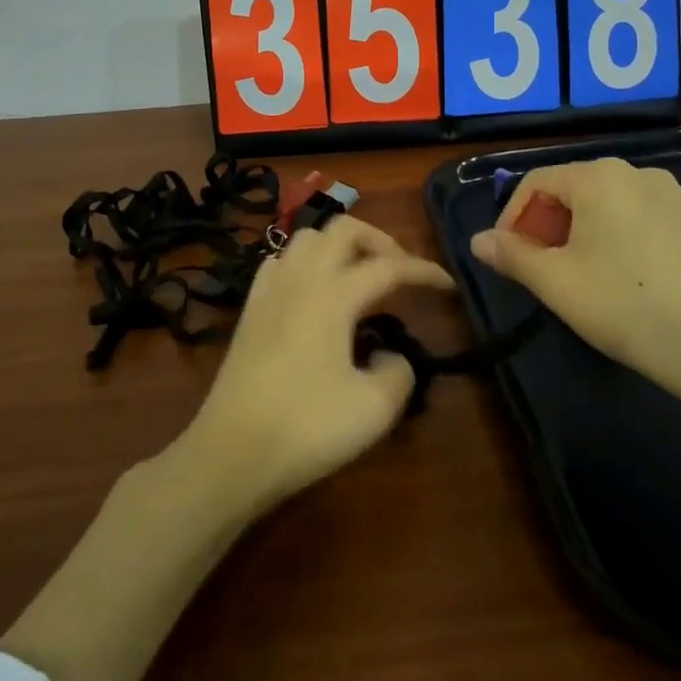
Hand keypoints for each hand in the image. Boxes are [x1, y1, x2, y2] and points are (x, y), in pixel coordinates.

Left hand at [175, 216, 453, 510]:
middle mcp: (301, 278)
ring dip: (340, 246)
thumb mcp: (375, 408)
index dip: (424, 271)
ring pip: (308, 237)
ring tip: (360, 278)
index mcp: (334, 293)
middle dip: (380, 241)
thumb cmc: (307, 427)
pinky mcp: (250, 308)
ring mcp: (270, 289)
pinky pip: (280, 261)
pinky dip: (306, 262)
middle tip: (401, 273)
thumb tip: (389, 354)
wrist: (231, 452)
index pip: (389, 266)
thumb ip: (399, 371)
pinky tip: (314, 290)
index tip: (448, 286)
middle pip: (344, 228)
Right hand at [469, 157, 680, 429]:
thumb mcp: (555, 282)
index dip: (513, 218)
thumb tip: (478, 240)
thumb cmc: (625, 304)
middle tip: (541, 270)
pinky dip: (618, 237)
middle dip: (547, 226)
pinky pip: (640, 217)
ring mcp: (673, 194)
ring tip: (580, 276)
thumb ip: (511, 255)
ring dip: (582, 232)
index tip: (508, 257)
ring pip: (608, 204)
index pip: (537, 182)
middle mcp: (636, 172)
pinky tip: (625, 278)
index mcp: (597, 176)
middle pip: (573, 189)